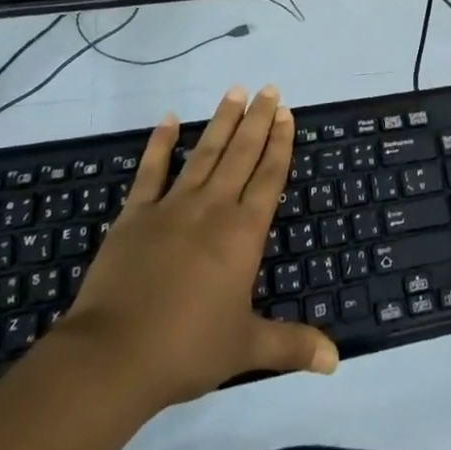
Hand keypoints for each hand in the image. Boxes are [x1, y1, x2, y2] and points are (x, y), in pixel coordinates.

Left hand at [56, 85, 338, 413]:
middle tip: (270, 89)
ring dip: (221, 121)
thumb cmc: (187, 349)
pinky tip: (168, 119)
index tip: (287, 113)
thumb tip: (336, 360)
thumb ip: (292, 346)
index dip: (280, 143)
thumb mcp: (246, 347)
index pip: (269, 177)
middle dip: (258, 120)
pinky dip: (159, 143)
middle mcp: (213, 208)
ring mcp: (172, 207)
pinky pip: (151, 171)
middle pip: (241, 154)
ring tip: (235, 90)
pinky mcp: (135, 215)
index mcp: (243, 234)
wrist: (113, 357)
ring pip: (204, 153)